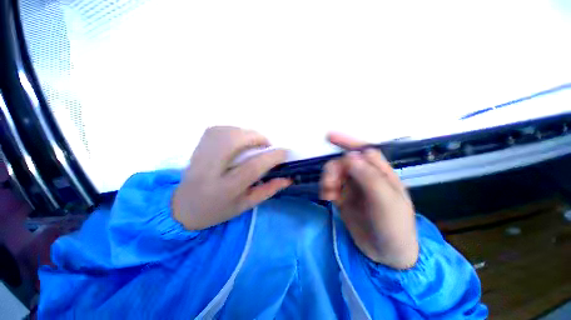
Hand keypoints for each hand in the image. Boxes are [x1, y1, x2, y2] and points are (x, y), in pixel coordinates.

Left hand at [172, 127, 290, 230]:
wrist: (183, 207)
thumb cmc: (217, 210)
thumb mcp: (246, 205)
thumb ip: (268, 190)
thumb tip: (288, 177)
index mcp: (224, 189)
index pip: (252, 167)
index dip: (272, 157)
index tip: (285, 153)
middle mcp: (210, 169)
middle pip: (235, 141)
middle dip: (257, 138)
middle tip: (267, 146)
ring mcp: (200, 155)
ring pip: (226, 131)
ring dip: (247, 133)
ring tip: (254, 143)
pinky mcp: (198, 146)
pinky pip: (219, 129)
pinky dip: (235, 130)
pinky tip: (239, 140)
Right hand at [320, 133, 417, 268]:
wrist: (386, 254)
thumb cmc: (394, 227)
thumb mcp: (386, 202)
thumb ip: (369, 177)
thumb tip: (350, 155)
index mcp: (380, 173)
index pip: (363, 150)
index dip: (346, 142)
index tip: (328, 136)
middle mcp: (365, 176)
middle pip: (344, 162)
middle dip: (334, 170)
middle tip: (330, 184)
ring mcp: (353, 187)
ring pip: (334, 173)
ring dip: (327, 180)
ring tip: (328, 194)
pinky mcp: (343, 197)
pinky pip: (330, 186)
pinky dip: (325, 189)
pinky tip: (327, 198)